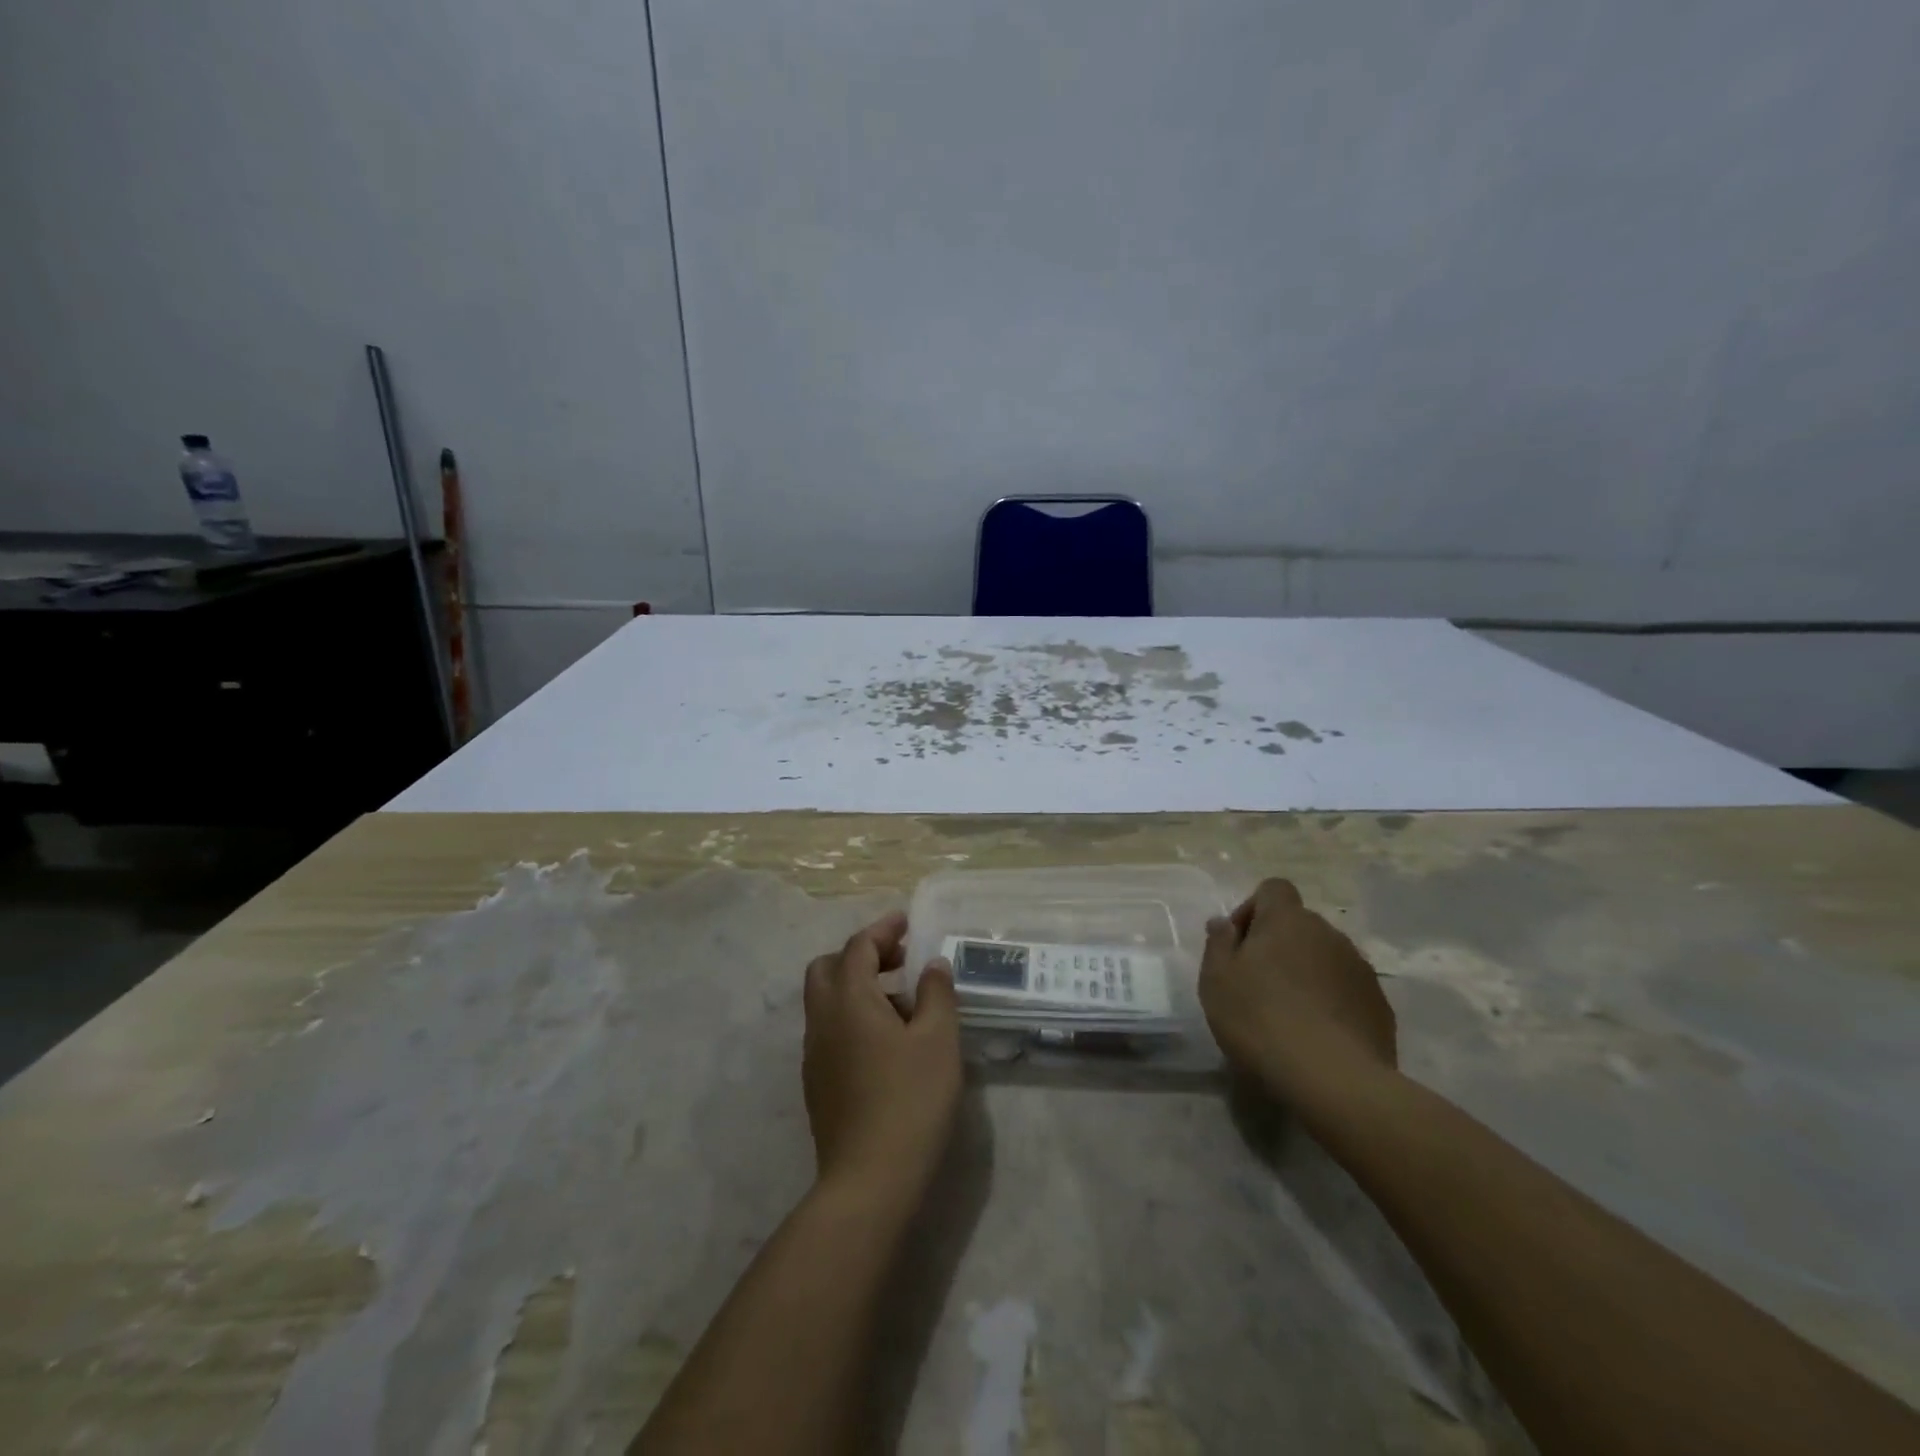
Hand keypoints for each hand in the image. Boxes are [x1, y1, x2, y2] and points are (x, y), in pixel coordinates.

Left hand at [802, 912, 961, 1205]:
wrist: (869, 1181)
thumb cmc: (910, 1100)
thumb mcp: (938, 1040)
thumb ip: (937, 993)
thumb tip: (932, 965)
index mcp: (849, 999)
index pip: (858, 947)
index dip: (883, 929)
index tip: (907, 922)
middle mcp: (822, 1019)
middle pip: (829, 967)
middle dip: (861, 954)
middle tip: (899, 959)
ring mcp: (814, 1053)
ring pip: (826, 999)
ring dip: (857, 985)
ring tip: (903, 1001)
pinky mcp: (817, 1082)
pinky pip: (830, 1028)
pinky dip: (852, 1014)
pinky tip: (886, 1040)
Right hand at [1199, 879, 1396, 1105]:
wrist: (1334, 1080)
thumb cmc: (1261, 1019)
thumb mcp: (1216, 980)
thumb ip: (1218, 943)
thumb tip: (1223, 922)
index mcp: (1287, 920)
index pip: (1273, 889)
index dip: (1253, 909)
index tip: (1239, 945)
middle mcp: (1328, 934)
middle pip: (1299, 925)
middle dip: (1278, 945)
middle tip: (1257, 984)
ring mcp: (1360, 969)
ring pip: (1324, 958)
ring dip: (1306, 974)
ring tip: (1288, 1015)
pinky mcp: (1379, 1005)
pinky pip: (1346, 990)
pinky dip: (1331, 1002)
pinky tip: (1317, 1036)